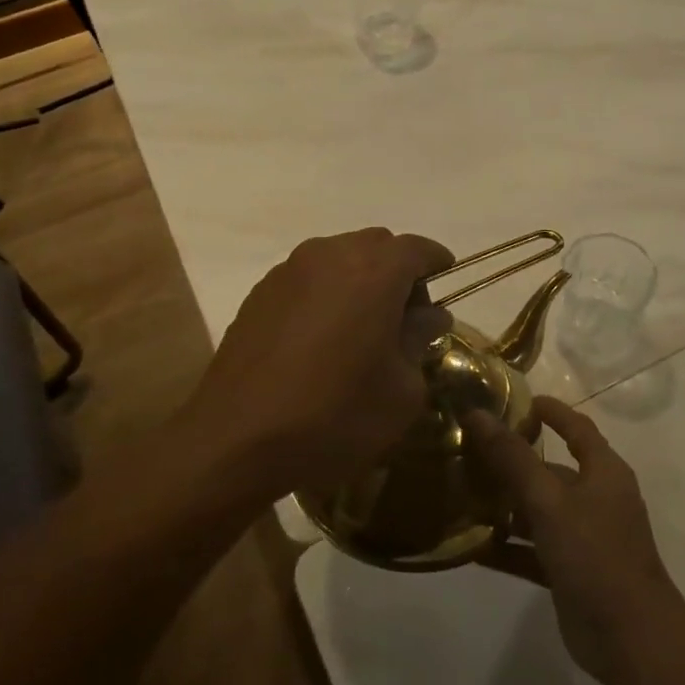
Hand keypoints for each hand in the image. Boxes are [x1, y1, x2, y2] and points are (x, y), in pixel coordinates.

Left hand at [182, 228, 452, 495]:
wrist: (238, 438)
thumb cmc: (335, 414)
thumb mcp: (401, 390)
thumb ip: (420, 340)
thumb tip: (429, 316)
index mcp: (373, 271)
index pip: (416, 248)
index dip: (436, 261)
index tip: (446, 280)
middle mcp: (330, 255)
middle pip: (377, 246)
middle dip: (398, 270)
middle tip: (405, 315)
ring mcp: (289, 271)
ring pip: (339, 257)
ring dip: (360, 279)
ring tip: (362, 326)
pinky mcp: (260, 292)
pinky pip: (308, 277)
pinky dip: (326, 292)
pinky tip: (322, 336)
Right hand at [467, 396, 681, 684]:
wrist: (631, 639)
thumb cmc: (595, 553)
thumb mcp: (548, 500)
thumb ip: (512, 458)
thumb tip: (478, 414)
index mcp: (603, 472)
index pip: (576, 427)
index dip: (551, 411)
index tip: (516, 400)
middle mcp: (597, 498)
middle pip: (552, 469)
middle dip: (514, 461)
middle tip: (470, 451)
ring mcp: (584, 537)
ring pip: (539, 511)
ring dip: (506, 506)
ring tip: (462, 494)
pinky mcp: (571, 572)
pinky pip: (533, 550)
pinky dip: (507, 548)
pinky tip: (471, 547)